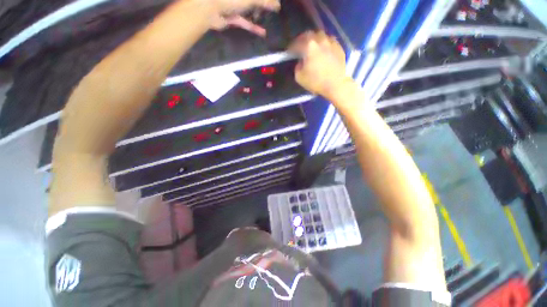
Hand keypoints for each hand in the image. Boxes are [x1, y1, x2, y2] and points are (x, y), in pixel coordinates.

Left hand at [209, 0, 280, 36]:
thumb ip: (264, 1)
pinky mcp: (232, 16)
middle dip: (263, 5)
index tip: (275, 5)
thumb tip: (277, 5)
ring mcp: (235, 5)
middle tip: (270, 11)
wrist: (209, 8)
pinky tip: (263, 33)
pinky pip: (245, 21)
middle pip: (254, 0)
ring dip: (258, 15)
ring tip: (268, 21)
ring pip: (250, 9)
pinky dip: (253, 27)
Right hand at [288, 31, 350, 98]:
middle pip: (310, 34)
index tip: (289, 51)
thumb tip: (300, 62)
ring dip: (315, 39)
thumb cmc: (316, 82)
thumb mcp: (300, 77)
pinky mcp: (339, 48)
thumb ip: (297, 67)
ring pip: (321, 35)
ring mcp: (331, 43)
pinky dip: (324, 44)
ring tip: (313, 46)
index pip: (297, 43)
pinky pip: (330, 41)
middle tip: (300, 45)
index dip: (292, 47)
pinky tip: (324, 50)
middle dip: (303, 39)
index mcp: (309, 46)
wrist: (335, 85)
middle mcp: (320, 40)